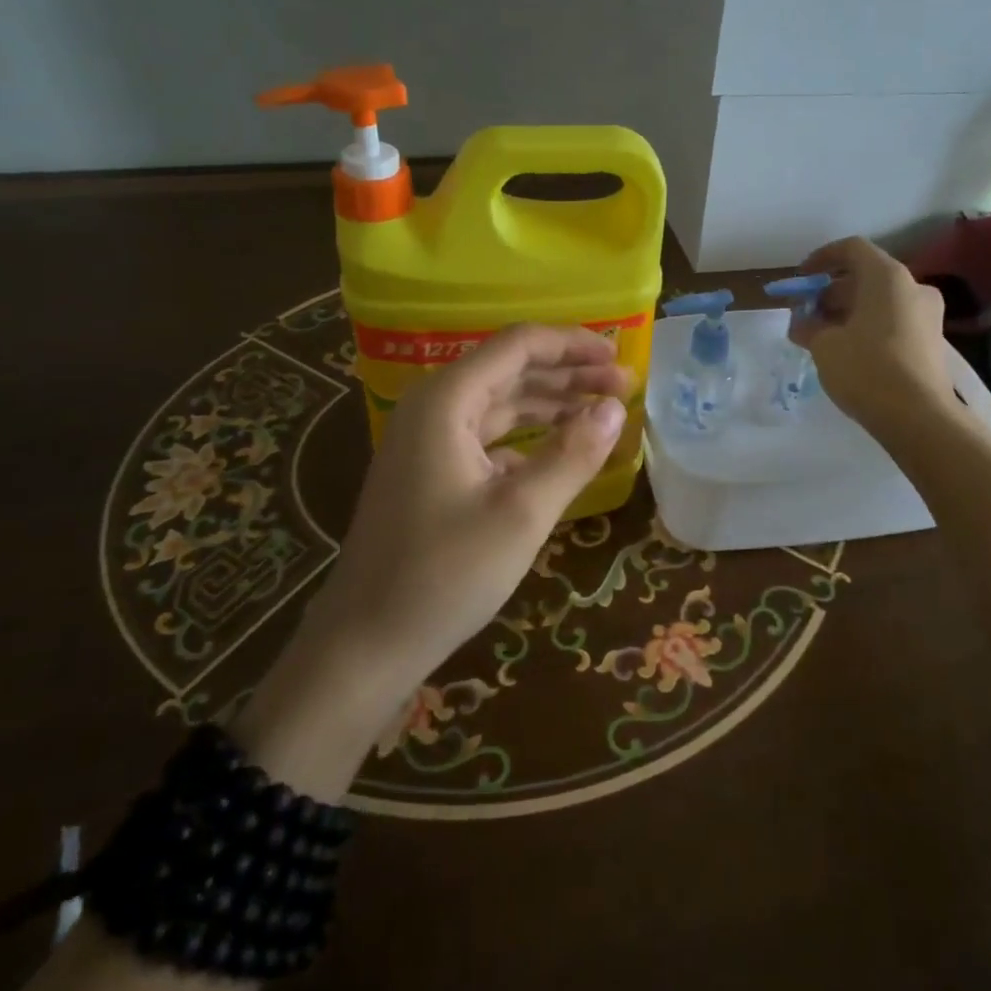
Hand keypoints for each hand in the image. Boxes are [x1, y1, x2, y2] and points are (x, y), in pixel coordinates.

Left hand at [235, 326, 629, 797]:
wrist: (365, 645)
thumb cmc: (444, 575)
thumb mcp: (522, 514)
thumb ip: (573, 453)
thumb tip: (615, 407)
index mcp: (446, 401)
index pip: (518, 345)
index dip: (573, 345)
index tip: (620, 360)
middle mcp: (433, 408)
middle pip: (510, 370)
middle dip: (569, 374)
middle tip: (625, 387)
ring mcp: (427, 442)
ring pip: (501, 404)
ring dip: (552, 404)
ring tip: (604, 411)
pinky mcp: (431, 472)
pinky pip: (488, 438)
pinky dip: (528, 438)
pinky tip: (562, 453)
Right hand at [791, 236, 956, 435]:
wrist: (919, 417)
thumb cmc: (867, 369)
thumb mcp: (824, 346)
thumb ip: (808, 326)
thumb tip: (802, 322)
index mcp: (887, 277)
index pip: (851, 249)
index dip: (821, 258)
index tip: (801, 279)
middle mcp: (913, 287)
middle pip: (865, 276)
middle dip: (831, 292)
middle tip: (806, 314)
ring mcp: (927, 315)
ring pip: (879, 300)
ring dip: (848, 311)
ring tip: (821, 336)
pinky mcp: (931, 341)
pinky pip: (893, 321)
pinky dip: (867, 326)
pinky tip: (847, 351)